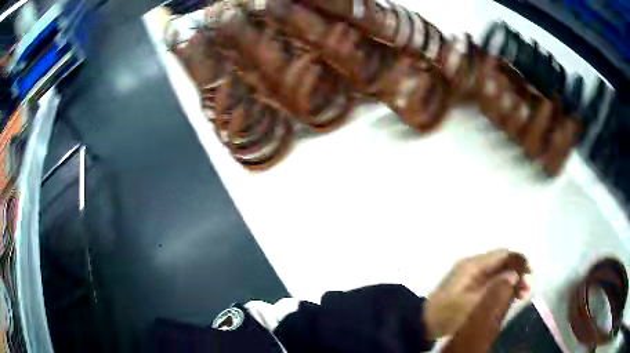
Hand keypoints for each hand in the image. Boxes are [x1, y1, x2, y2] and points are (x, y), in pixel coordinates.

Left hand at [423, 249, 530, 339]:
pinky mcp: (469, 285)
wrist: (424, 322)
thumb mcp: (473, 303)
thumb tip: (515, 274)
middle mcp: (474, 264)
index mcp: (474, 264)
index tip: (529, 275)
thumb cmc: (448, 313)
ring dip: (511, 280)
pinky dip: (502, 285)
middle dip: (517, 272)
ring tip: (521, 295)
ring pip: (498, 271)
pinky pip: (491, 280)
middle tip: (526, 288)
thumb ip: (495, 287)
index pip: (503, 254)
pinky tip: (509, 297)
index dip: (519, 261)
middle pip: (502, 261)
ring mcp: (471, 275)